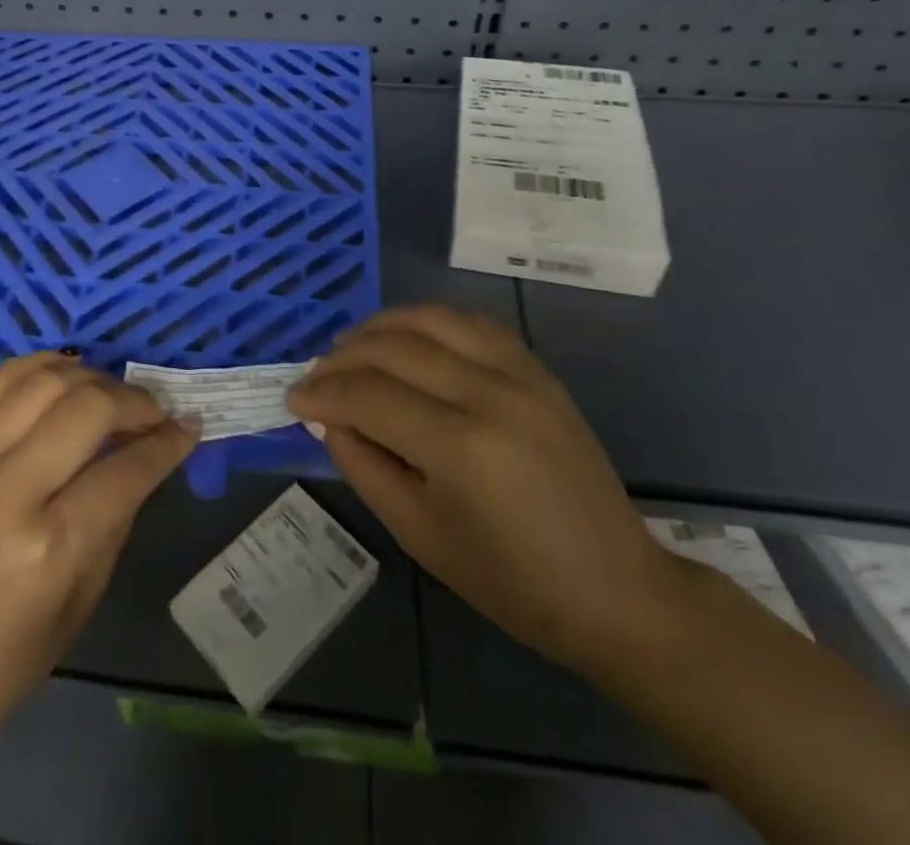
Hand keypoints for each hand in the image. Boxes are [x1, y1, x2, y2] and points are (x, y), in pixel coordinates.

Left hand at [0, 350, 195, 774]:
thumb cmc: (3, 662)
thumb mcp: (82, 599)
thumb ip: (116, 515)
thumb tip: (146, 454)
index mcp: (49, 547)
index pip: (127, 468)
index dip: (168, 442)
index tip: (188, 427)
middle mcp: (6, 491)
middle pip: (88, 407)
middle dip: (135, 401)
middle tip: (153, 412)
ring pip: (42, 380)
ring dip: (90, 376)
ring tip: (109, 393)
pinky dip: (35, 367)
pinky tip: (60, 373)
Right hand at [286, 305, 685, 670]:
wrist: (616, 590)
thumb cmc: (511, 581)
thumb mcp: (420, 534)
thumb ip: (364, 465)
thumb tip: (327, 417)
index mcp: (460, 446)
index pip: (368, 395)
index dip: (322, 393)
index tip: (293, 398)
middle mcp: (489, 393)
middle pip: (394, 349)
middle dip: (342, 357)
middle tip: (315, 374)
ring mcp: (520, 374)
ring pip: (432, 320)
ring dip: (382, 326)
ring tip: (352, 345)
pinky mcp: (538, 370)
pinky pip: (472, 323)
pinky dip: (429, 321)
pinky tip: (409, 337)